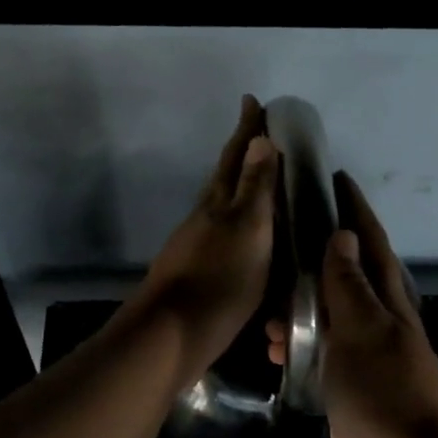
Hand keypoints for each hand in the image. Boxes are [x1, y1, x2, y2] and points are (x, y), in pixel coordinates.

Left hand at [129, 95, 278, 389]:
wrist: (173, 336)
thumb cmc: (219, 280)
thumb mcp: (248, 230)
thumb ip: (255, 188)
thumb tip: (261, 139)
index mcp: (219, 205)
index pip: (236, 157)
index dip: (247, 130)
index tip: (253, 101)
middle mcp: (205, 220)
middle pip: (225, 180)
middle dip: (242, 156)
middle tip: (261, 138)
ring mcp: (197, 249)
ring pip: (223, 210)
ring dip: (242, 193)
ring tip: (264, 188)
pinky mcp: (198, 277)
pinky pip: (226, 241)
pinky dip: (242, 231)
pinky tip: (251, 244)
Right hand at [272, 173, 437, 437]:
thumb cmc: (386, 398)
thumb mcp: (365, 332)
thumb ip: (349, 286)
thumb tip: (341, 236)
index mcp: (391, 306)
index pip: (371, 245)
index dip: (355, 210)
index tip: (335, 177)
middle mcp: (381, 328)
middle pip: (350, 278)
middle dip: (320, 252)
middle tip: (282, 235)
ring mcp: (366, 363)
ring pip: (330, 319)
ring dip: (302, 305)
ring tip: (266, 301)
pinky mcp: (350, 394)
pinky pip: (322, 355)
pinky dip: (300, 344)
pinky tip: (276, 347)